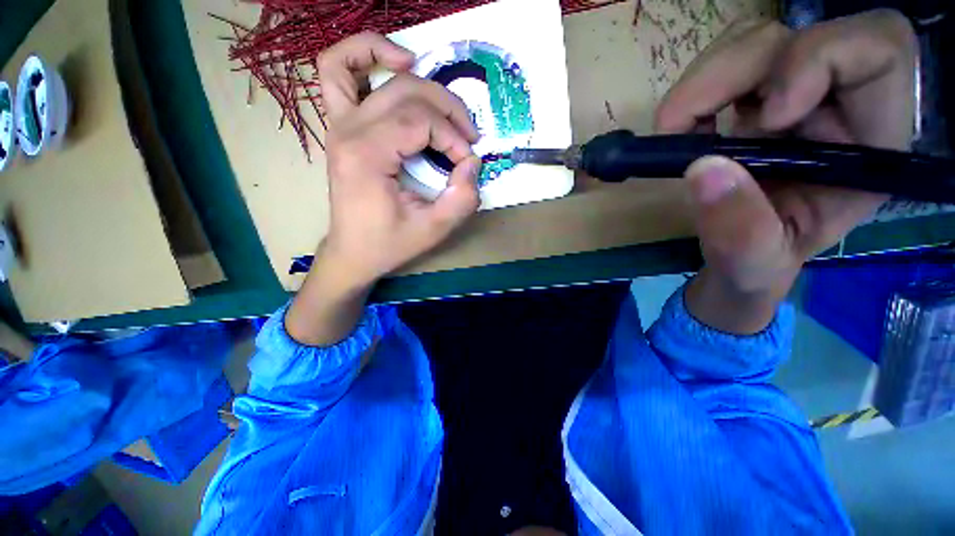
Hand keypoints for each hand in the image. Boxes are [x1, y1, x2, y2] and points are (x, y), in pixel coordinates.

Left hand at [320, 32, 481, 287]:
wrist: (353, 252)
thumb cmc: (390, 243)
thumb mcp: (434, 230)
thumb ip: (461, 199)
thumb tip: (473, 164)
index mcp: (367, 156)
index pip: (422, 123)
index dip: (453, 139)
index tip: (467, 164)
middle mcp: (347, 130)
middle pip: (406, 93)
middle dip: (447, 110)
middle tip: (468, 136)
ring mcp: (338, 124)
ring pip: (367, 68)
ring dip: (409, 70)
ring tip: (440, 97)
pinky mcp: (340, 127)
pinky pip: (337, 73)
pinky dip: (363, 56)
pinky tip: (395, 64)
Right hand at [655, 10, 915, 332]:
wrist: (737, 262)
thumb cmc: (757, 268)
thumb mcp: (750, 264)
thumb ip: (737, 229)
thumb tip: (703, 169)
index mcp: (868, 147)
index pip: (879, 51)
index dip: (820, 61)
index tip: (765, 116)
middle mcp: (838, 108)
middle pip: (800, 35)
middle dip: (732, 71)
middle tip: (678, 123)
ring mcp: (793, 98)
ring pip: (757, 41)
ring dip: (705, 80)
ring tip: (676, 128)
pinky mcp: (753, 101)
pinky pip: (727, 62)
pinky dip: (695, 90)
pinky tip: (682, 127)